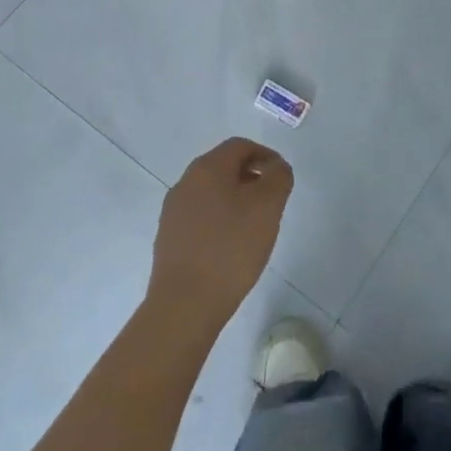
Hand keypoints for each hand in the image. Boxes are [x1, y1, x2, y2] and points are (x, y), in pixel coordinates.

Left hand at [148, 138, 292, 330]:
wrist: (184, 304)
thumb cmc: (231, 248)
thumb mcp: (268, 206)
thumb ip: (279, 177)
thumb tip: (276, 167)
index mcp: (207, 168)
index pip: (240, 146)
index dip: (266, 155)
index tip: (282, 178)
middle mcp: (185, 182)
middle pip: (224, 167)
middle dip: (251, 177)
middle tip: (272, 201)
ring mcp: (173, 211)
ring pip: (211, 192)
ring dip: (235, 199)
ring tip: (254, 226)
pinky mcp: (169, 238)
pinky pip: (200, 216)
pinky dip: (220, 220)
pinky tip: (231, 246)